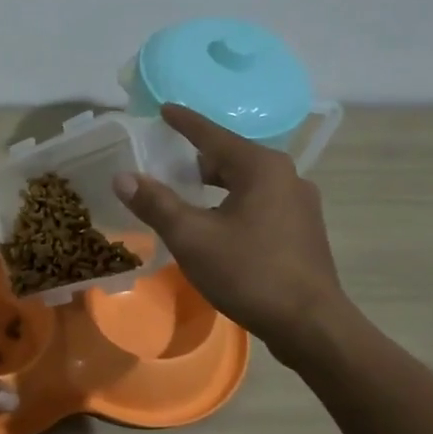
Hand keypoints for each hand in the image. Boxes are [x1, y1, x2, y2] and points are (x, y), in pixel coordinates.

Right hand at [111, 104, 345, 353]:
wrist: (310, 323)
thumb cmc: (249, 272)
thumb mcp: (192, 237)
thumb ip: (156, 204)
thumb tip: (122, 177)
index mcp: (261, 167)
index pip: (213, 135)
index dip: (184, 122)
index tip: (163, 109)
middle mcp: (287, 176)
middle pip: (231, 158)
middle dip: (197, 159)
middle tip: (166, 165)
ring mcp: (300, 204)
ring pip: (247, 183)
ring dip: (216, 186)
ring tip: (187, 197)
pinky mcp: (303, 230)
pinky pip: (260, 203)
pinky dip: (234, 204)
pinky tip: (218, 226)